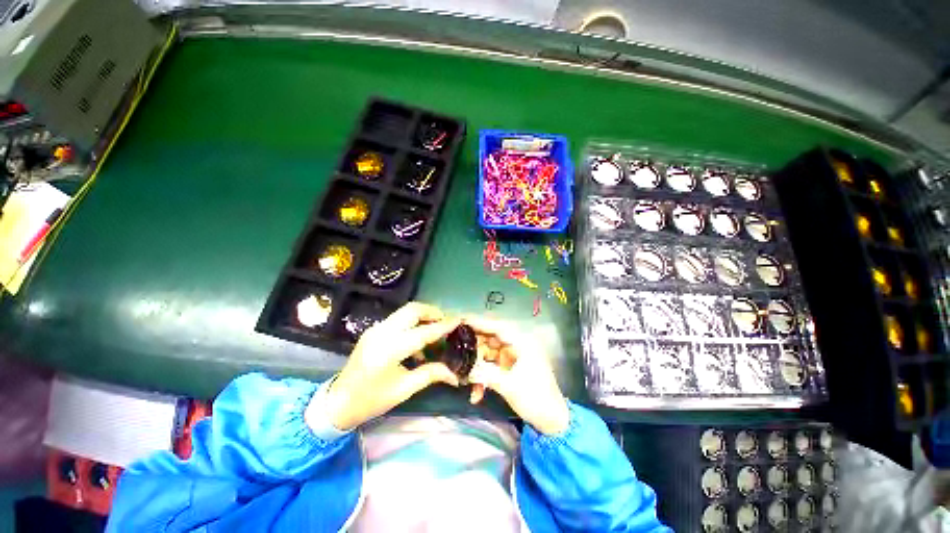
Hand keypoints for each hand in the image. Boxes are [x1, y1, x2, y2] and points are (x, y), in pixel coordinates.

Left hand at [321, 302, 459, 429]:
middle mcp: (382, 332)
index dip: (443, 326)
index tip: (459, 320)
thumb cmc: (371, 400)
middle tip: (446, 322)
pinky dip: (412, 322)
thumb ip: (431, 374)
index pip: (423, 333)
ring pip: (405, 311)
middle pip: (412, 310)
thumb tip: (455, 374)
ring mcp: (376, 329)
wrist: (337, 402)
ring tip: (435, 328)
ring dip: (423, 315)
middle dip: (432, 312)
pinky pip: (398, 319)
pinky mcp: (374, 330)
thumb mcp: (404, 389)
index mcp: (389, 350)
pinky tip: (417, 339)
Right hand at [465, 316, 569, 435]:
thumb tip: (464, 368)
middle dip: (474, 348)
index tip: (461, 321)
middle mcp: (517, 345)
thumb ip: (485, 373)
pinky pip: (491, 366)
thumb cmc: (535, 398)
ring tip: (464, 378)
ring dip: (477, 367)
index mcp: (522, 342)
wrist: (552, 421)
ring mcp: (513, 357)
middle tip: (455, 352)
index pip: (497, 327)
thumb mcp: (509, 385)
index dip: (479, 323)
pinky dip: (483, 377)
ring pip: (488, 354)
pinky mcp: (509, 368)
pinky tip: (476, 394)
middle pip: (490, 339)